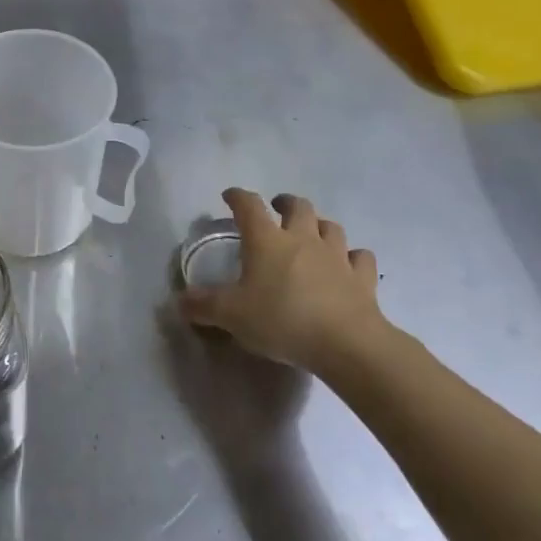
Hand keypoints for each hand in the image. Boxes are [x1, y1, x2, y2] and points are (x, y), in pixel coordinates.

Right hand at [179, 188, 385, 372]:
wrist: (346, 343)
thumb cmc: (282, 320)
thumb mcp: (231, 315)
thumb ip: (203, 306)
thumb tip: (178, 301)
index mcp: (267, 240)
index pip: (248, 206)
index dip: (237, 197)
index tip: (229, 196)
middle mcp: (302, 239)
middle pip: (298, 206)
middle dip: (285, 203)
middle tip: (276, 210)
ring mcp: (336, 256)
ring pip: (331, 227)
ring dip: (319, 226)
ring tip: (311, 234)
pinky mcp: (362, 278)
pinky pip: (360, 258)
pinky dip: (352, 257)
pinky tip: (348, 265)